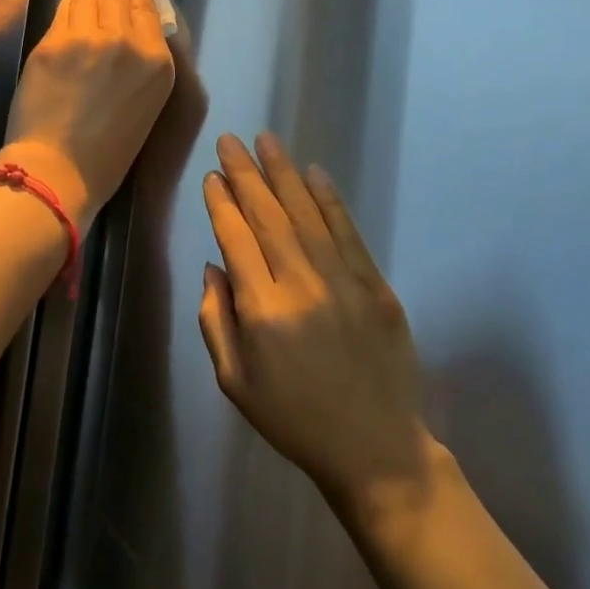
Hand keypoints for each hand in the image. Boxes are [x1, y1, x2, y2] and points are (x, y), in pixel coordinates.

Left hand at [0, 0, 174, 228]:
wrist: (60, 170)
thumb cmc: (106, 154)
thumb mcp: (143, 107)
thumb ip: (141, 65)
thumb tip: (127, 30)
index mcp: (157, 63)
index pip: (148, 9)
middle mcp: (129, 42)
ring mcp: (90, 37)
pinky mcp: (56, 41)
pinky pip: (67, 7)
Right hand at [198, 133, 437, 518]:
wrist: (374, 448)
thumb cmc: (293, 418)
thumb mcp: (234, 381)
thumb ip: (215, 319)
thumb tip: (213, 265)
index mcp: (262, 312)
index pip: (236, 239)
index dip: (222, 203)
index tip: (212, 175)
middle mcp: (301, 286)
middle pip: (268, 216)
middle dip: (246, 174)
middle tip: (231, 140)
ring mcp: (344, 282)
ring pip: (307, 215)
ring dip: (284, 174)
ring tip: (266, 141)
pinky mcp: (377, 286)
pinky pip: (348, 232)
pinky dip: (329, 200)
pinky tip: (314, 173)